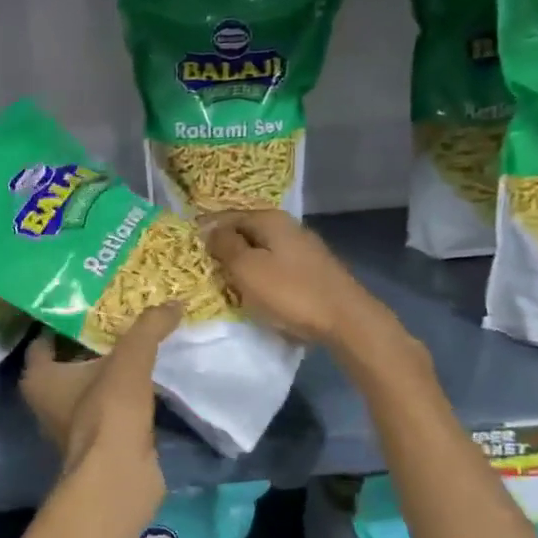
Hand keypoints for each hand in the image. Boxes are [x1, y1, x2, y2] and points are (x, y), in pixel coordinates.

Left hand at [19, 305, 177, 498]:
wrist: (120, 476)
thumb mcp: (130, 359)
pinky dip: (123, 393)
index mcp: (38, 378)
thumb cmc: (108, 411)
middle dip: (91, 342)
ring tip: (137, 341)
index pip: (44, 340)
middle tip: (119, 316)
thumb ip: (148, 327)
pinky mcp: (97, 441)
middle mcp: (47, 401)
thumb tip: (174, 303)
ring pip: (89, 385)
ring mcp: (71, 424)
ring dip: (109, 369)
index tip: (89, 303)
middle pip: (68, 361)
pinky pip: (108, 406)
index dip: (63, 321)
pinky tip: (147, 377)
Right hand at [204, 209, 405, 350]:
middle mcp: (288, 226)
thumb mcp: (247, 268)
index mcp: (270, 219)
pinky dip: (263, 276)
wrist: (346, 320)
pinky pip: (277, 266)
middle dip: (226, 249)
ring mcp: (304, 248)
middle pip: (246, 233)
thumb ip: (225, 245)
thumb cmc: (290, 292)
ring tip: (229, 284)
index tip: (192, 253)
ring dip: (244, 265)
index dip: (207, 232)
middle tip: (208, 271)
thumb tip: (210, 229)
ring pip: (262, 250)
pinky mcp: (313, 270)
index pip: (228, 217)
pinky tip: (258, 293)